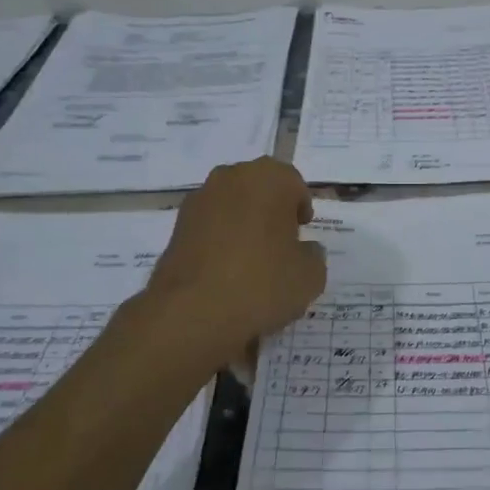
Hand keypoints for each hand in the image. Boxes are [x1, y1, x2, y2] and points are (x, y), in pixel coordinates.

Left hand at [144, 158, 325, 357]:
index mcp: (269, 179)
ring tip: (251, 262)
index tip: (302, 232)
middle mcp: (231, 178)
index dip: (300, 208)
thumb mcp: (311, 276)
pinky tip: (226, 272)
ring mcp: (199, 200)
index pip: (293, 183)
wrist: (192, 312)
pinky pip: (210, 227)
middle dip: (271, 211)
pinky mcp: (176, 226)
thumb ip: (313, 255)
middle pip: (259, 189)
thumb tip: (305, 250)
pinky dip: (219, 241)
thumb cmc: (262, 283)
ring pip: (232, 206)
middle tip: (280, 244)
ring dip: (243, 224)